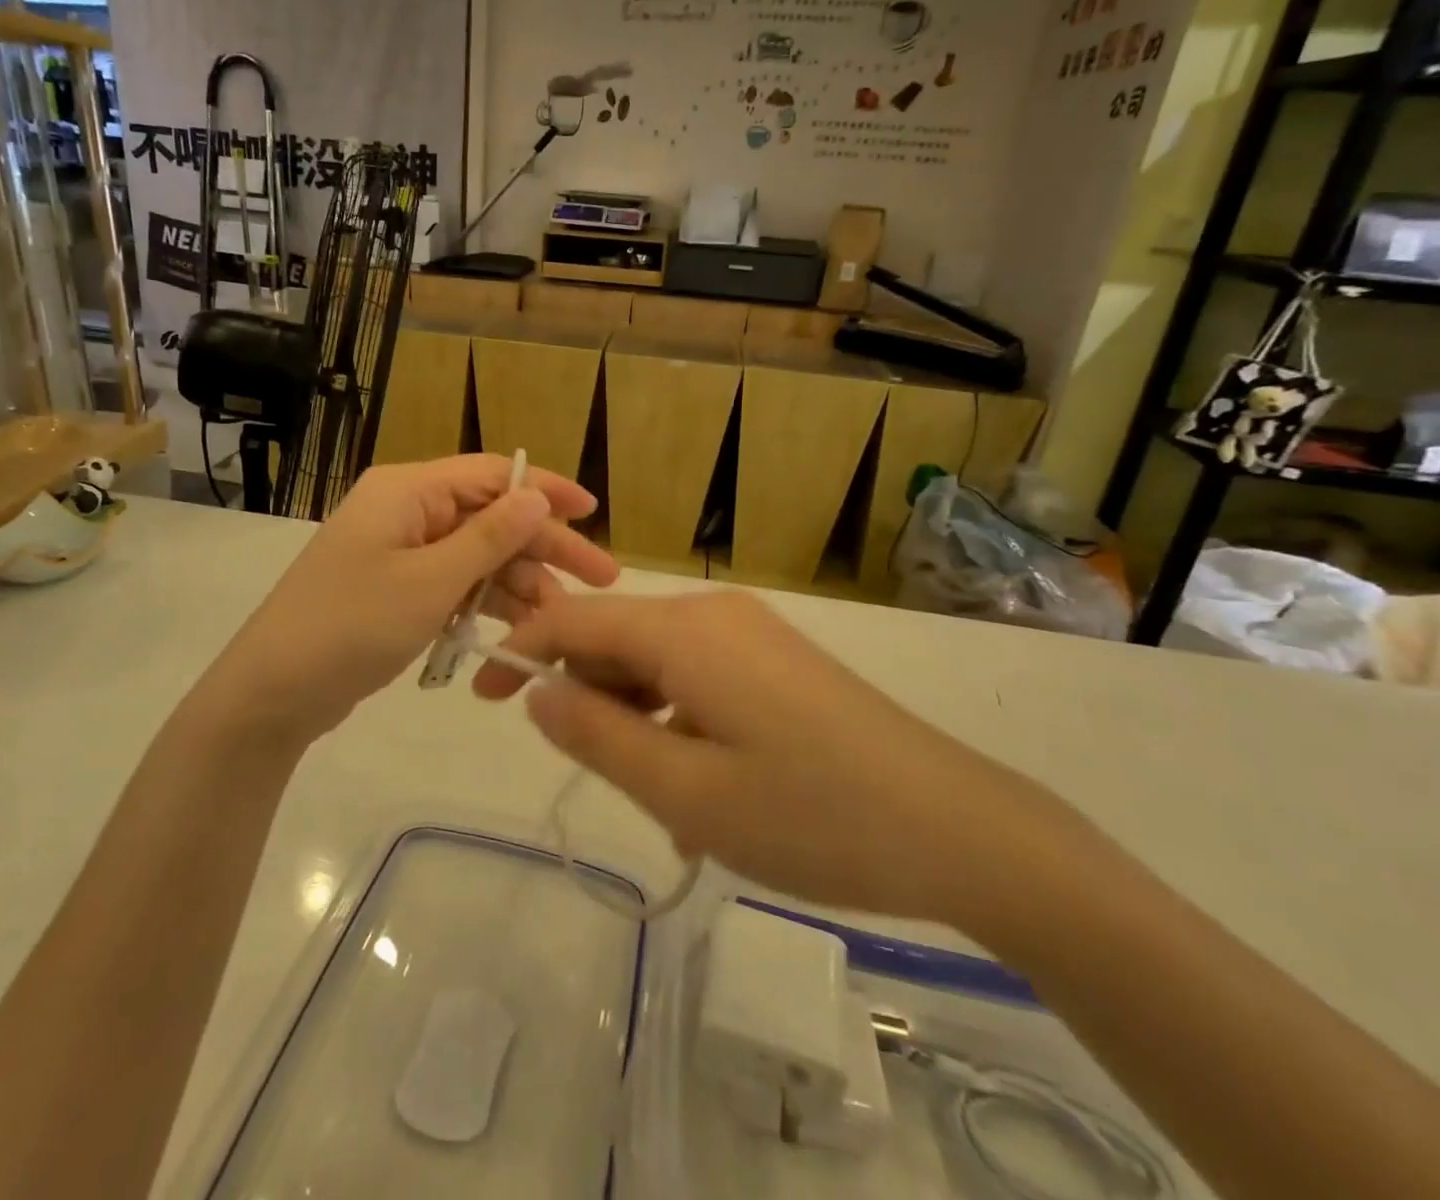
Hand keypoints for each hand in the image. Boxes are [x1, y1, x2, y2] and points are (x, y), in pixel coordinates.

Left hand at [210, 456, 618, 750]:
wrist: (272, 693)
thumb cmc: (351, 627)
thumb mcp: (429, 582)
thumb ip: (489, 537)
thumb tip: (537, 494)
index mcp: (407, 491)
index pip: (492, 474)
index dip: (546, 490)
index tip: (593, 514)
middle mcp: (406, 510)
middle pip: (491, 517)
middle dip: (544, 547)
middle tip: (601, 579)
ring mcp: (400, 550)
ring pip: (477, 555)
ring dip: (519, 583)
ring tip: (560, 620)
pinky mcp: (397, 587)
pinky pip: (455, 583)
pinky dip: (485, 602)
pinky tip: (519, 630)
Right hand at [473, 591, 1080, 935]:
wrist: (960, 827)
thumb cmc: (813, 816)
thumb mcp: (687, 790)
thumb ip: (598, 736)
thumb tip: (537, 694)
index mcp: (684, 630)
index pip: (573, 620)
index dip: (518, 653)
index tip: (479, 697)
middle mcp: (714, 613)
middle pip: (615, 637)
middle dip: (582, 693)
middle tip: (587, 770)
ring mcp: (752, 632)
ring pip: (657, 660)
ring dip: (634, 716)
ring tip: (657, 797)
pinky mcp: (777, 658)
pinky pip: (698, 674)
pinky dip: (676, 717)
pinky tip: (700, 783)